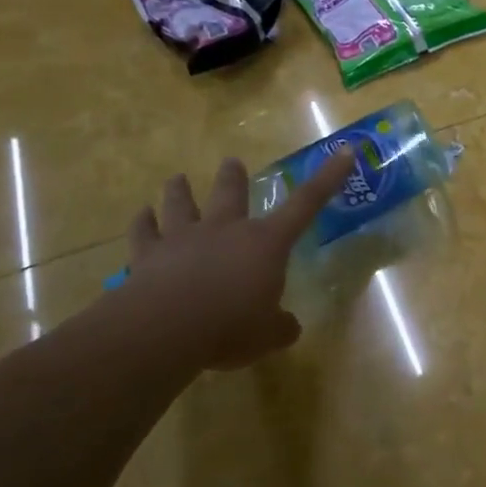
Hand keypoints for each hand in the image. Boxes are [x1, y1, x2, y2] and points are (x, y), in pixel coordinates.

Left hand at [104, 150, 354, 371]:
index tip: (344, 152)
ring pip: (181, 203)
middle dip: (233, 176)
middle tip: (231, 162)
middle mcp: (226, 229)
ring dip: (179, 190)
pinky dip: (143, 222)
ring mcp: (183, 238)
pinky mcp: (148, 255)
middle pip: (231, 193)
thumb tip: (288, 326)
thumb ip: (281, 326)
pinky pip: (144, 232)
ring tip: (177, 178)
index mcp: (266, 243)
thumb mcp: (269, 335)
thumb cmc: (230, 327)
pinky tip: (141, 214)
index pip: (306, 203)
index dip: (327, 178)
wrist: (165, 329)